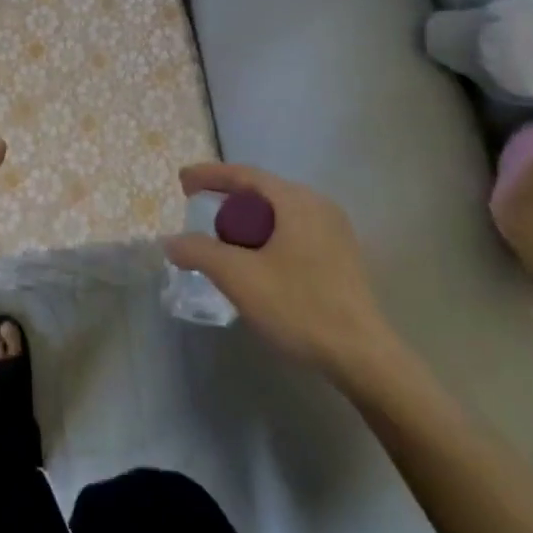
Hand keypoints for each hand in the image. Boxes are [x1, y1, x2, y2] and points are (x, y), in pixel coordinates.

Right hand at [166, 163, 396, 377]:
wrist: (363, 358)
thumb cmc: (299, 306)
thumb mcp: (238, 277)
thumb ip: (199, 252)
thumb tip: (170, 241)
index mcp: (296, 201)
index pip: (244, 175)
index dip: (209, 175)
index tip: (182, 182)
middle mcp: (318, 206)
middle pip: (262, 192)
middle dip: (228, 199)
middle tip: (199, 210)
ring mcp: (335, 231)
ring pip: (279, 213)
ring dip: (248, 221)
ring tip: (224, 239)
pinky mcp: (341, 256)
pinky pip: (294, 231)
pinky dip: (268, 236)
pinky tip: (257, 262)